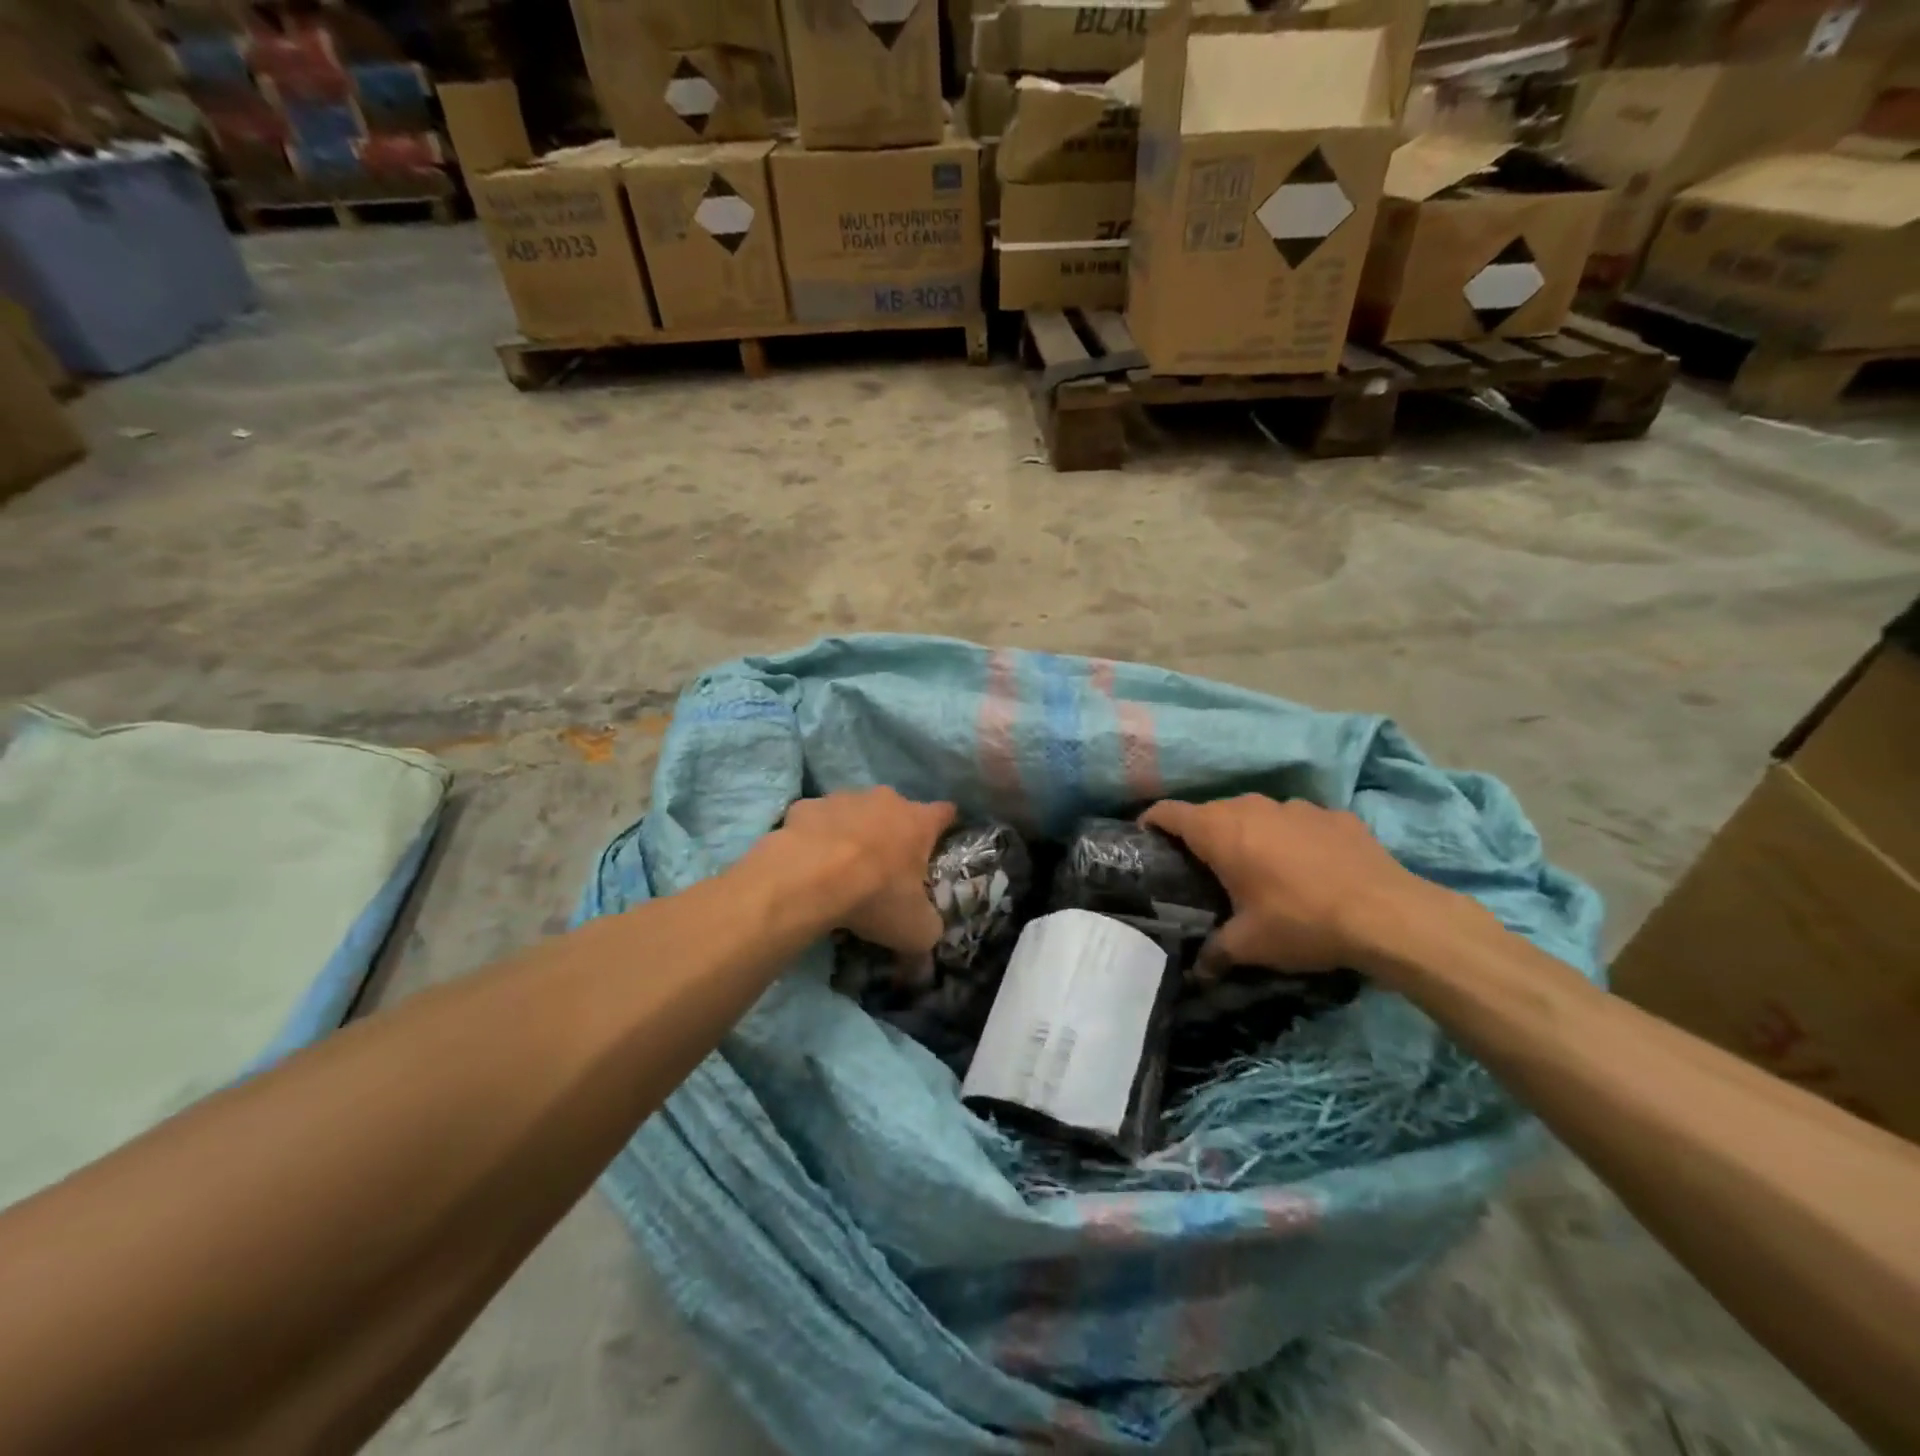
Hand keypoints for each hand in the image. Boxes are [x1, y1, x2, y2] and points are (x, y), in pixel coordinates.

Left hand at [778, 788, 955, 954]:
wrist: (808, 877)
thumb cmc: (875, 896)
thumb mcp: (914, 931)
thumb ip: (926, 939)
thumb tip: (923, 968)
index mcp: (919, 822)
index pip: (945, 813)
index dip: (945, 827)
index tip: (940, 843)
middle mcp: (886, 800)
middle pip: (898, 810)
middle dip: (895, 833)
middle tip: (887, 867)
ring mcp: (843, 798)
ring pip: (855, 811)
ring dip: (854, 832)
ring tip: (842, 867)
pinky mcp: (806, 806)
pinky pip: (816, 820)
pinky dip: (816, 836)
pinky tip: (808, 863)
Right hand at [1141, 795, 1439, 974]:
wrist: (1388, 914)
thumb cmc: (1301, 923)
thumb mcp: (1250, 946)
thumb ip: (1214, 954)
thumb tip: (1196, 973)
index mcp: (1220, 831)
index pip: (1169, 812)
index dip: (1151, 822)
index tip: (1145, 840)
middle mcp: (1252, 807)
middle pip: (1211, 812)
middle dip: (1201, 835)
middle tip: (1201, 868)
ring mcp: (1295, 806)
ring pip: (1256, 813)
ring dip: (1248, 834)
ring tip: (1256, 868)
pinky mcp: (1333, 814)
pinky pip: (1297, 822)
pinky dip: (1291, 838)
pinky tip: (1306, 867)